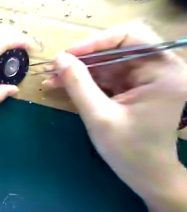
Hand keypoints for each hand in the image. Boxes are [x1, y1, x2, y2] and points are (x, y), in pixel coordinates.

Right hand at [43, 23, 186, 199]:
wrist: (144, 174)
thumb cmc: (128, 149)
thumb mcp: (98, 115)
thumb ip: (78, 84)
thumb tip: (59, 58)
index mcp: (162, 72)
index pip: (130, 37)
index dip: (95, 42)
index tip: (66, 55)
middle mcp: (155, 69)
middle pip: (112, 50)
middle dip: (79, 58)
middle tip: (52, 66)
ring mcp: (140, 79)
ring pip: (102, 64)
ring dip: (74, 70)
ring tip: (49, 77)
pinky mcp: (126, 88)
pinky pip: (99, 77)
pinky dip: (79, 80)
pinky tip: (59, 84)